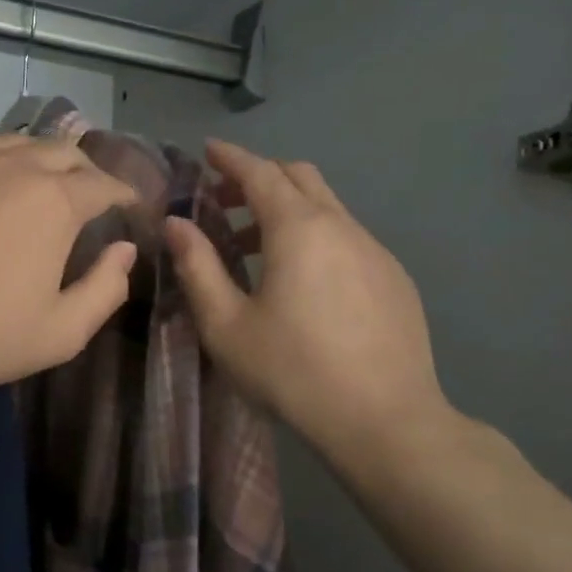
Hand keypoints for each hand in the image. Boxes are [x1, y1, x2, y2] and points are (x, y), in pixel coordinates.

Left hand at [0, 133, 137, 393]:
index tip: (128, 206)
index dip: (123, 194)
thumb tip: (124, 250)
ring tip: (35, 183)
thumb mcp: (60, 333)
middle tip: (86, 194)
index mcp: (55, 201)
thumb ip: (106, 290)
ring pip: (14, 142)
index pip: (104, 184)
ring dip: (36, 160)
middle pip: (63, 151)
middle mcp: (13, 164)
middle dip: (84, 170)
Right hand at [166, 139, 457, 462]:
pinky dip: (316, 237)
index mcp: (298, 229)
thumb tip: (176, 224)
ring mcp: (375, 251)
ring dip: (287, 211)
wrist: (385, 420)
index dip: (230, 157)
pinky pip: (348, 238)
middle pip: (299, 177)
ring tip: (254, 249)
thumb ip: (198, 267)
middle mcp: (342, 226)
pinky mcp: (395, 278)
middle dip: (258, 178)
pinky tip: (304, 282)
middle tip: (223, 200)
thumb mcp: (226, 324)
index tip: (208, 150)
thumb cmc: (292, 371)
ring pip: (327, 208)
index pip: (260, 172)